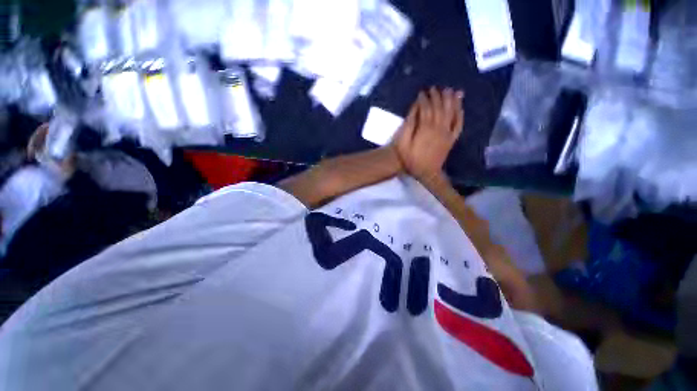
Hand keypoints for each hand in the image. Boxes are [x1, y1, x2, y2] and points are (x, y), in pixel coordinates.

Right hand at [393, 87, 463, 183]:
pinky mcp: (452, 139)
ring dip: (451, 100)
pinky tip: (460, 106)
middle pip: (440, 107)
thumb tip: (415, 108)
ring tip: (450, 90)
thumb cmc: (410, 159)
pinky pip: (459, 124)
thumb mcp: (403, 143)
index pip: (427, 108)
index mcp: (425, 128)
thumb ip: (408, 125)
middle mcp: (438, 128)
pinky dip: (460, 113)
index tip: (422, 92)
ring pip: (451, 112)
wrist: (425, 173)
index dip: (424, 99)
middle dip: (437, 96)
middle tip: (435, 88)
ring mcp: (447, 133)